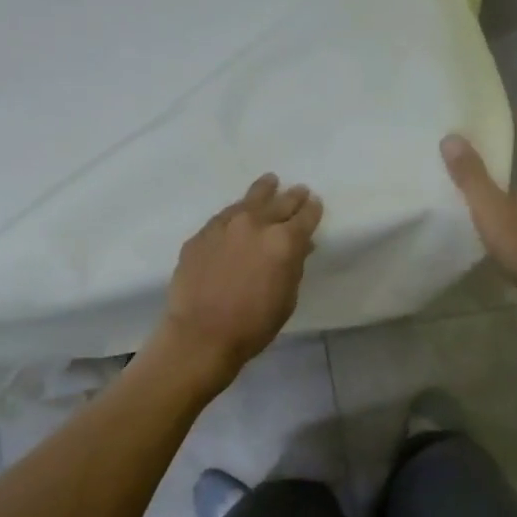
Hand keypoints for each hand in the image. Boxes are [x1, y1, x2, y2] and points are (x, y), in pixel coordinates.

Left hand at [153, 174, 323, 386]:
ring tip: (270, 182)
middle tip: (300, 191)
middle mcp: (255, 224)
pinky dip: (236, 211)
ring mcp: (224, 226)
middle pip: (279, 203)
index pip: (305, 217)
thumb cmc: (253, 325)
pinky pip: (224, 216)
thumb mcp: (286, 299)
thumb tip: (299, 248)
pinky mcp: (201, 235)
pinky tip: (238, 211)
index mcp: (284, 242)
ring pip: (249, 201)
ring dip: (263, 191)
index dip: (313, 210)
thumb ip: (294, 267)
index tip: (315, 204)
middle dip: (292, 197)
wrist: (201, 334)